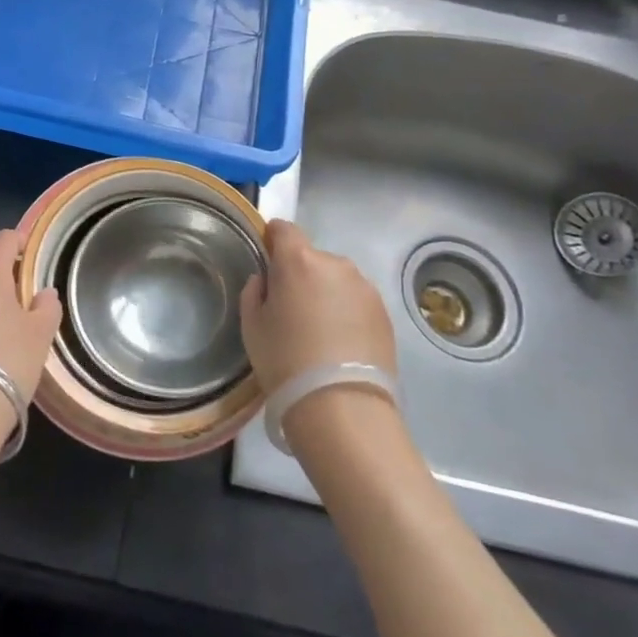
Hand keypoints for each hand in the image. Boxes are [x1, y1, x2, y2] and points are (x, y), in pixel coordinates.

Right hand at [240, 219, 394, 392]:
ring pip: (337, 280)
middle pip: (312, 258)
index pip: (283, 229)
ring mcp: (365, 288)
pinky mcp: (385, 313)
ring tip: (321, 333)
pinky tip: (341, 345)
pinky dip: (348, 313)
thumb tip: (266, 281)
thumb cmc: (285, 361)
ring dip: (327, 294)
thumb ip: (254, 292)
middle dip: (301, 275)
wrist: (342, 407)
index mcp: (299, 260)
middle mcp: (336, 264)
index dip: (273, 240)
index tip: (268, 263)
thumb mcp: (252, 326)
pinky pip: (357, 302)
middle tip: (292, 310)